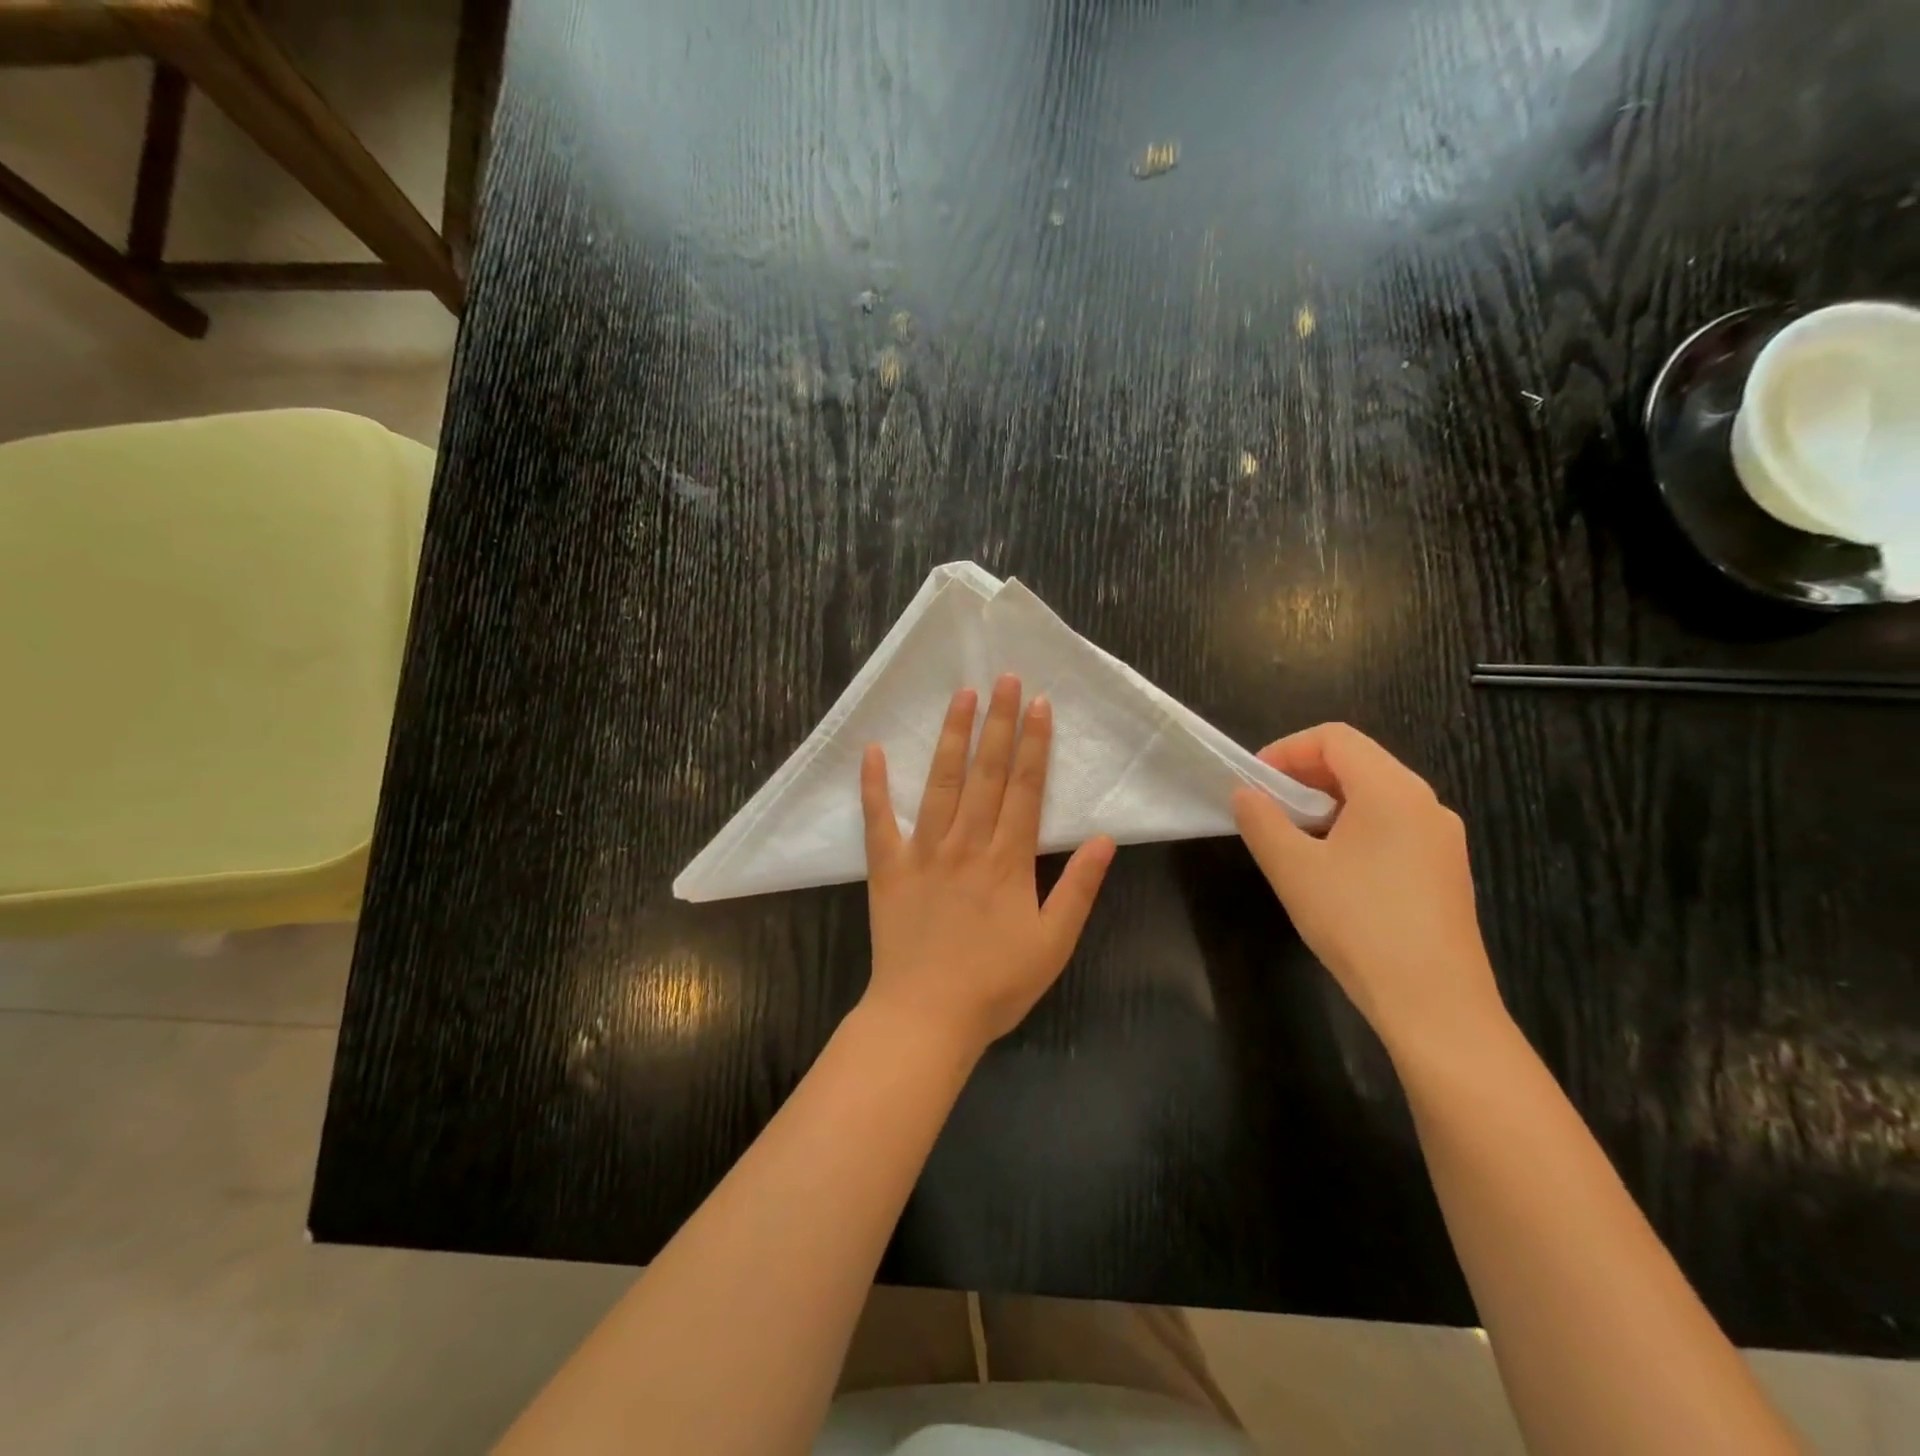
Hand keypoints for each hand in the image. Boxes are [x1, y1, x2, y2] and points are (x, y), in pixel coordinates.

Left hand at [860, 674, 1115, 1054]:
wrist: (926, 1017)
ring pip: (940, 783)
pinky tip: (872, 750)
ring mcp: (923, 852)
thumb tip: (1104, 839)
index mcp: (1008, 859)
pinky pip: (879, 820)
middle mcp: (966, 843)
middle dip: (999, 723)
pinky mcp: (887, 868)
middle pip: (987, 773)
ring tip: (960, 696)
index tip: (1040, 704)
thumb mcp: (1053, 943)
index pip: (1027, 788)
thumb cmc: (995, 984)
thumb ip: (1079, 889)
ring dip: (951, 737)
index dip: (1036, 744)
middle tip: (1004, 678)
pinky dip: (874, 785)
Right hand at [1232, 723, 1505, 1053]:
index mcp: (1392, 790)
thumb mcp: (1293, 868)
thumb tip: (1245, 793)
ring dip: (1327, 804)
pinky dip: (1353, 828)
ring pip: (1376, 796)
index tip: (1254, 783)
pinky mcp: (1445, 870)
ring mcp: (1441, 838)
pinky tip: (1332, 869)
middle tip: (1266, 809)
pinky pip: (1393, 827)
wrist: (1434, 1004)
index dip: (1286, 749)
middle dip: (1304, 777)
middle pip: (1358, 762)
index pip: (1335, 738)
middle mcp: (1425, 803)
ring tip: (1293, 840)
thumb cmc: (1357, 924)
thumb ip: (1261, 820)